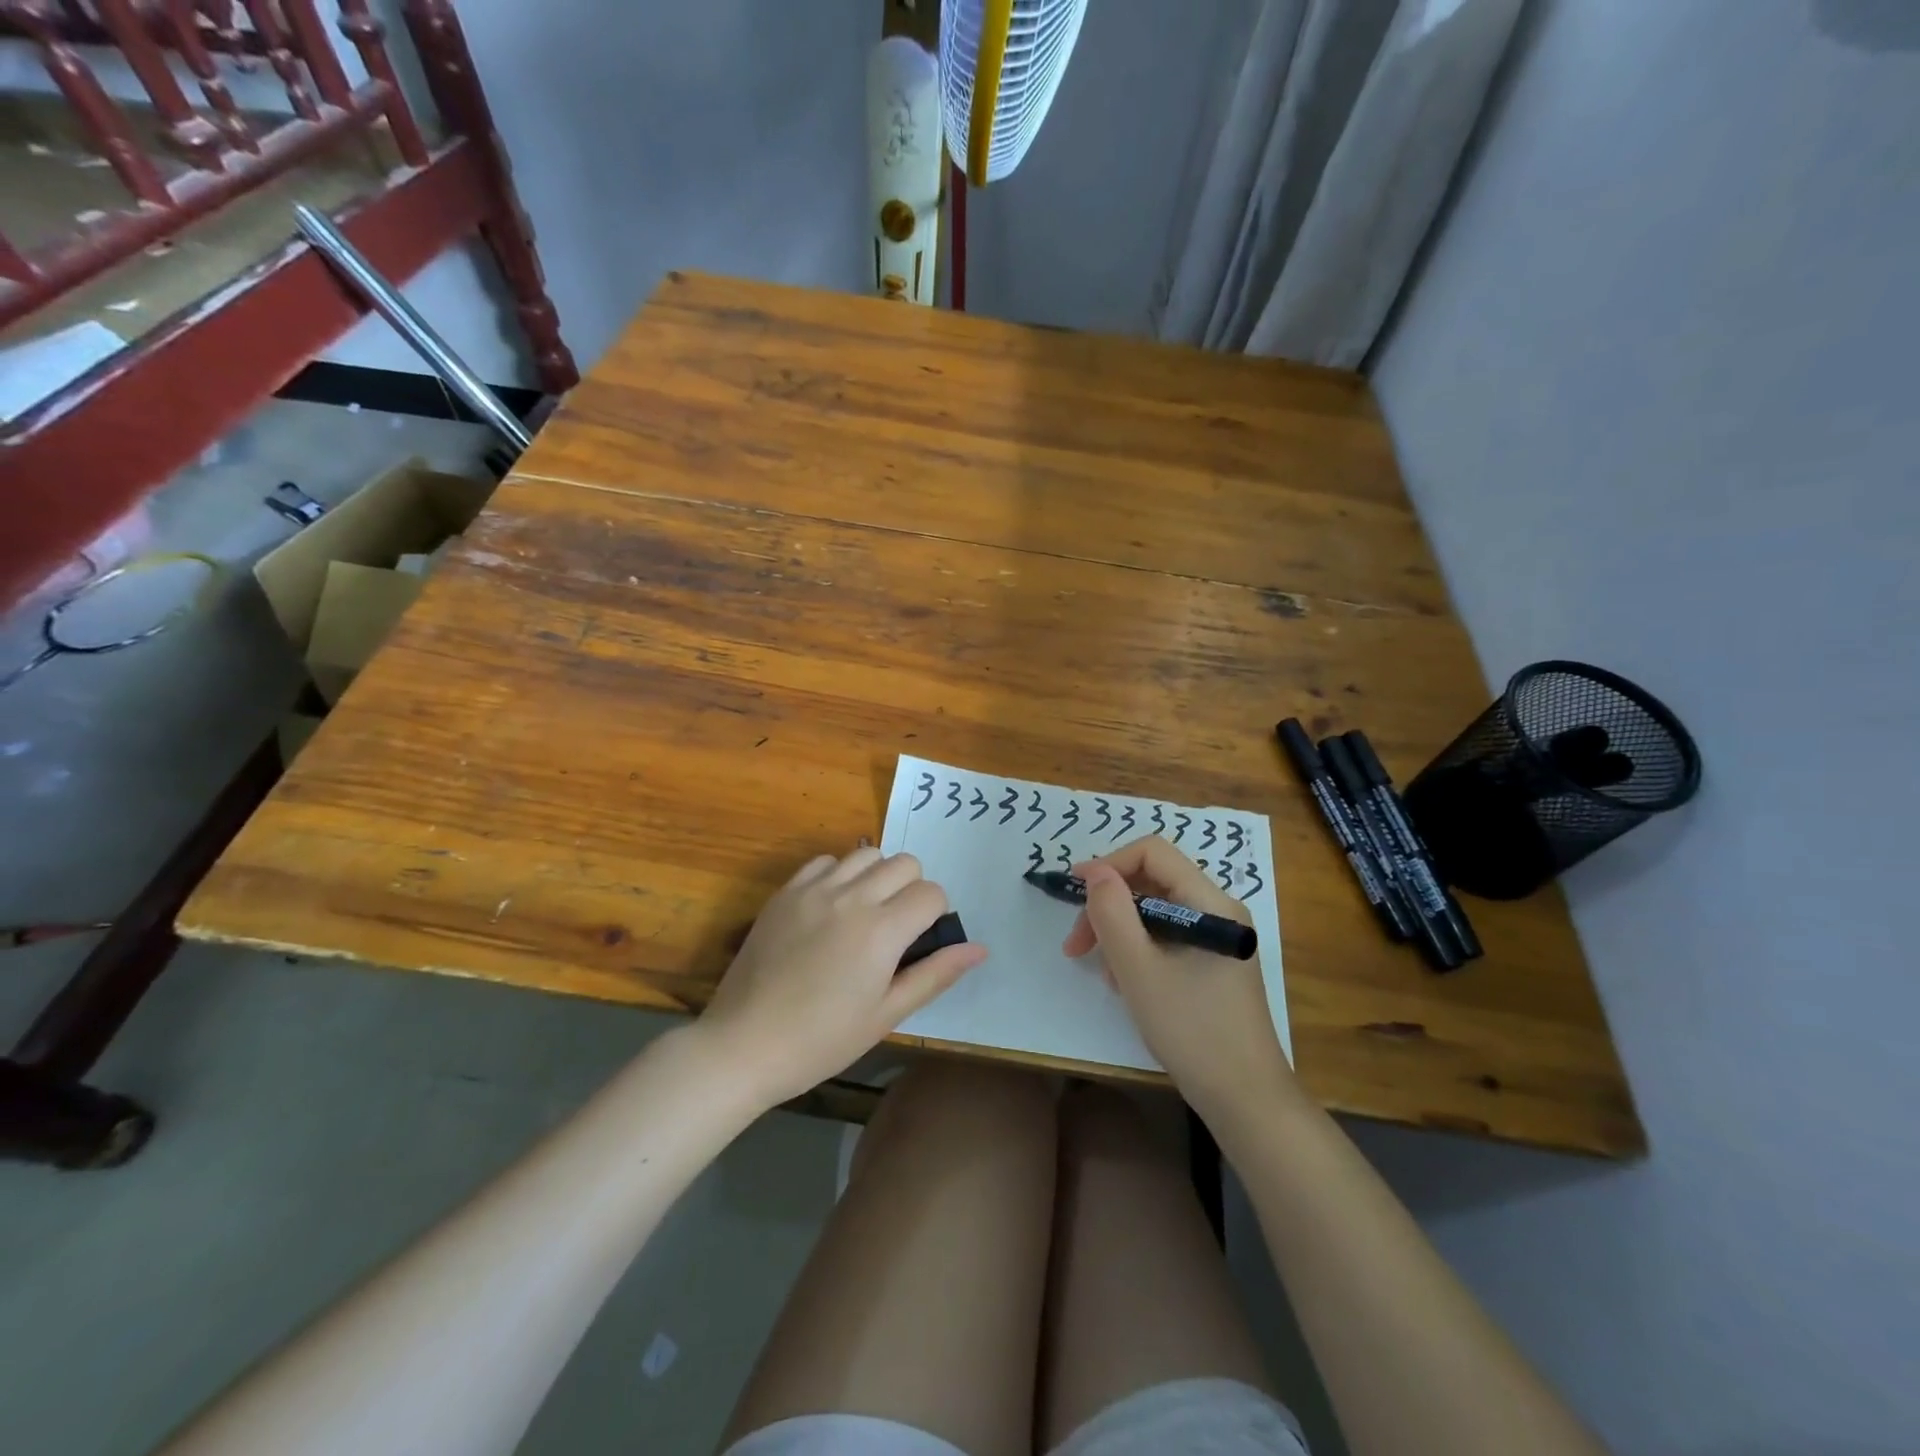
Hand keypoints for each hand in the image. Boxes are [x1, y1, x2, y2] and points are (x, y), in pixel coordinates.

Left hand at [700, 848, 986, 1108]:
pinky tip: (831, 908)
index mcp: (881, 931)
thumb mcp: (886, 1014)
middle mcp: (852, 898)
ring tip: (865, 913)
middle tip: (896, 928)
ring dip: (878, 877)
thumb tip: (979, 948)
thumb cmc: (822, 1040)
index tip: (919, 941)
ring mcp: (814, 890)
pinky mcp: (785, 892)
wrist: (744, 1045)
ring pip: (867, 854)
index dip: (935, 915)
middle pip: (905, 863)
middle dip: (912, 889)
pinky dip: (839, 874)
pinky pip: (825, 861)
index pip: (931, 893)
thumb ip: (935, 974)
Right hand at [1063, 836, 1295, 1122]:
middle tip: (1076, 944)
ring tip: (1101, 970)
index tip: (1073, 891)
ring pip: (1157, 911)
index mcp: (1211, 903)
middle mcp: (1220, 911)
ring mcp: (1219, 939)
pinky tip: (1124, 981)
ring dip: (1120, 931)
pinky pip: (1168, 937)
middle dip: (1109, 905)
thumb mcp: (1138, 970)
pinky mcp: (1214, 964)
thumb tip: (1096, 873)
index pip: (1153, 853)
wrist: (1246, 1101)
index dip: (1109, 862)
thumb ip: (1112, 914)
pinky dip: (1139, 949)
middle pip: (1153, 882)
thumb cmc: (1192, 1031)